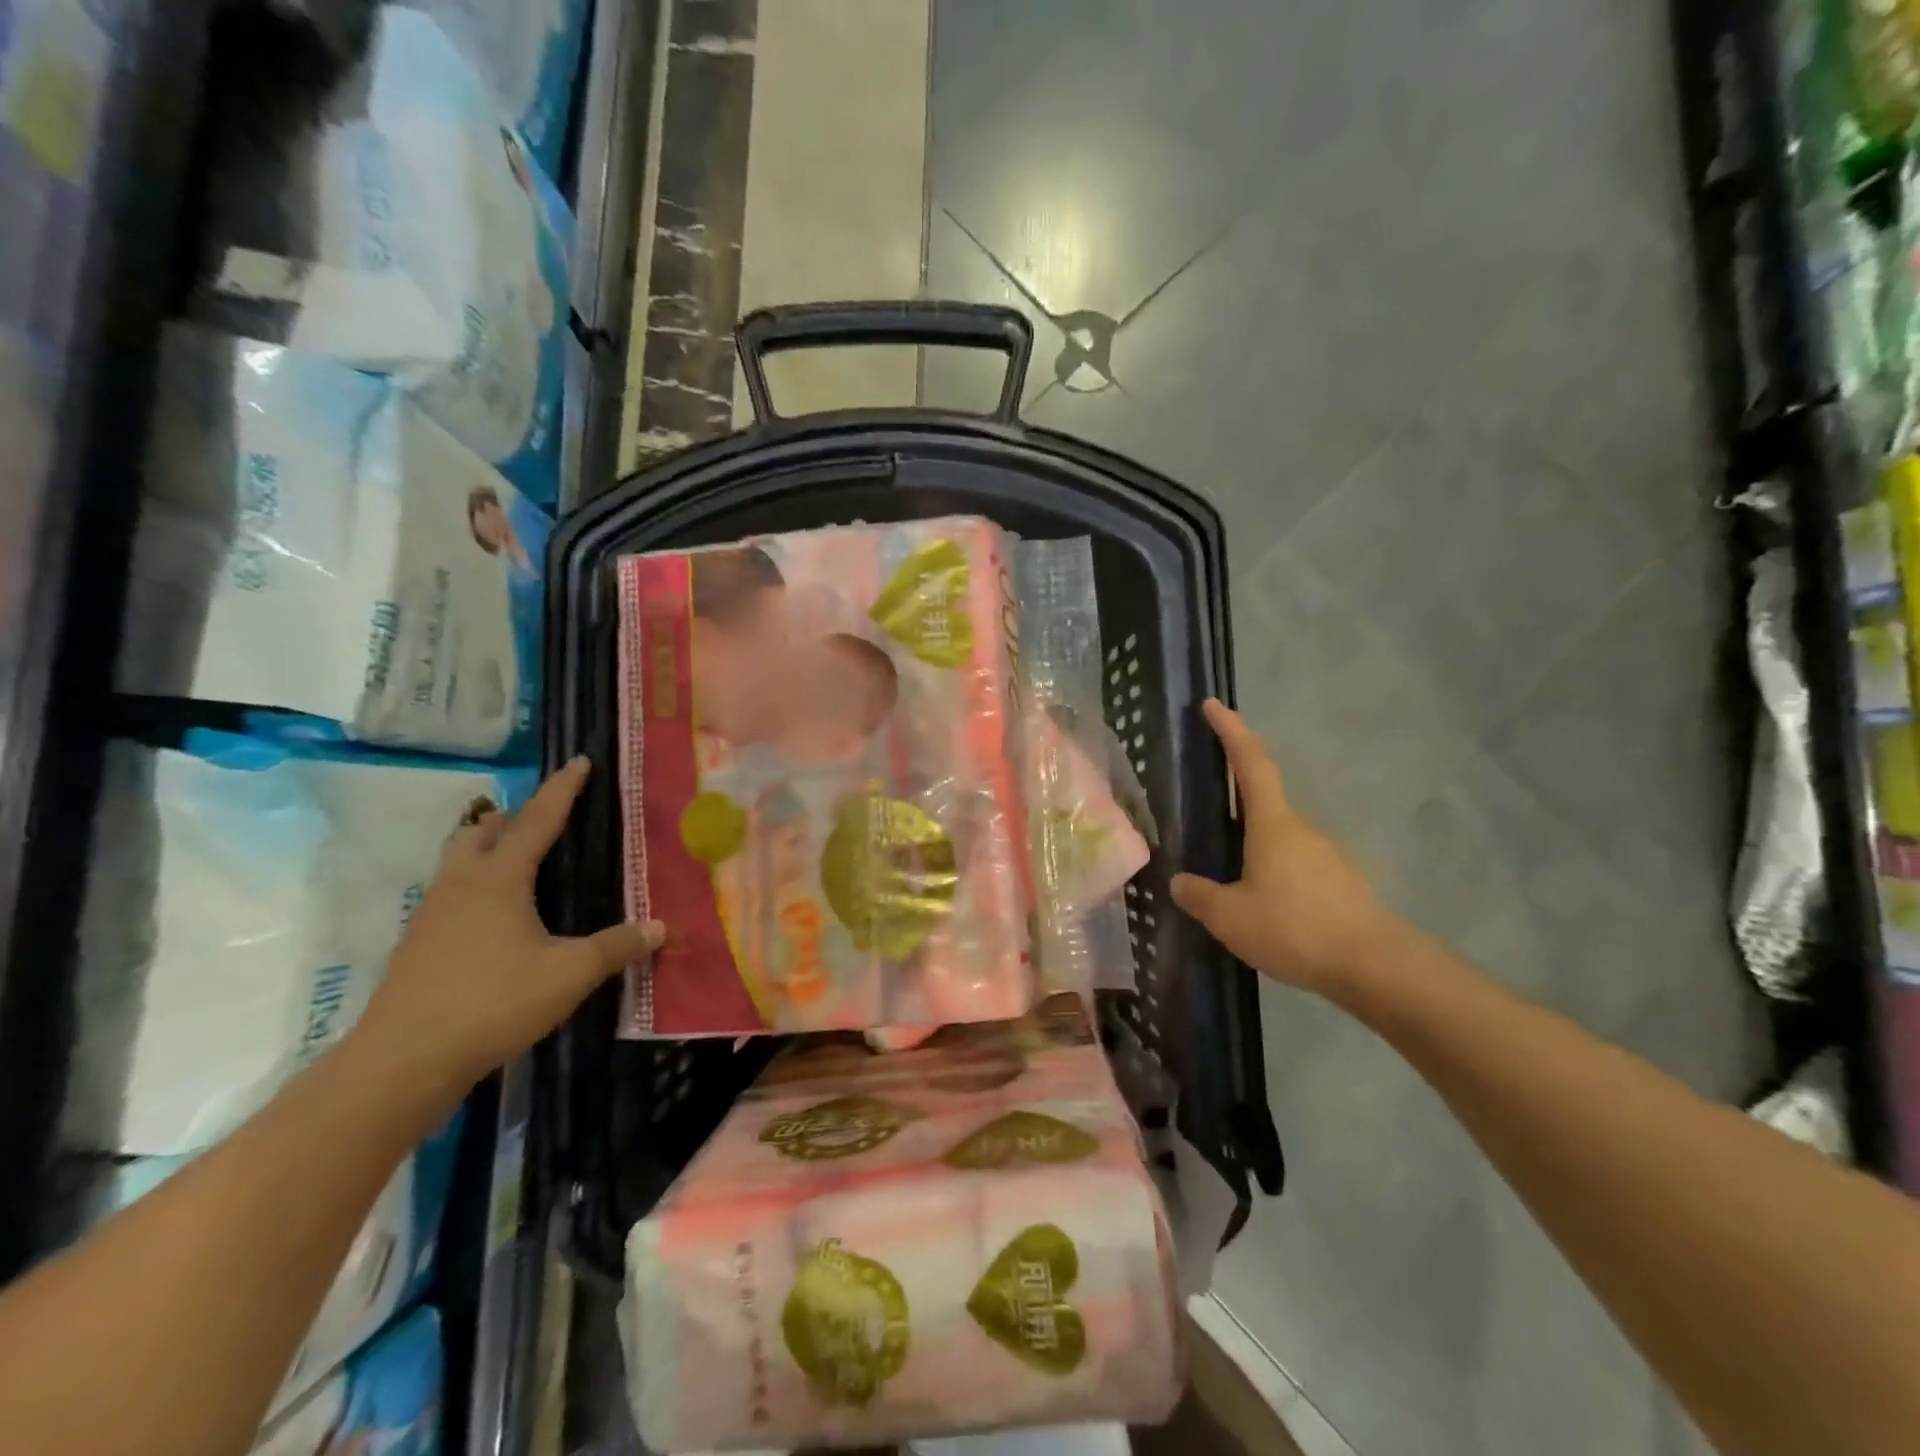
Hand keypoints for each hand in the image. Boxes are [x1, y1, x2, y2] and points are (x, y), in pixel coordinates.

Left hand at [351, 757, 663, 1102]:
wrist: (403, 1061)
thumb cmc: (493, 1001)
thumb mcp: (570, 973)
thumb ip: (617, 947)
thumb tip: (660, 927)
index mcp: (499, 878)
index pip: (538, 819)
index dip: (563, 789)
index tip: (580, 761)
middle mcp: (461, 884)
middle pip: (481, 830)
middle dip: (513, 816)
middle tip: (544, 817)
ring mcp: (431, 914)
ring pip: (458, 860)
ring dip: (487, 847)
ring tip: (519, 859)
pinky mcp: (418, 945)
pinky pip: (451, 894)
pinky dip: (476, 885)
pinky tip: (496, 916)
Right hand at [1171, 701, 1388, 996]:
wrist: (1375, 967)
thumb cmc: (1296, 928)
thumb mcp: (1230, 918)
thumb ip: (1200, 896)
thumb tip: (1181, 882)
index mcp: (1273, 825)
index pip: (1250, 763)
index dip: (1231, 731)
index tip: (1214, 704)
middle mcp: (1302, 830)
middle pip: (1264, 803)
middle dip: (1234, 804)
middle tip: (1204, 820)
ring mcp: (1326, 855)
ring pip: (1279, 840)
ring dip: (1253, 849)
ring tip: (1228, 885)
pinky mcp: (1341, 883)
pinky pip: (1295, 867)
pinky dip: (1274, 875)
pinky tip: (1264, 909)